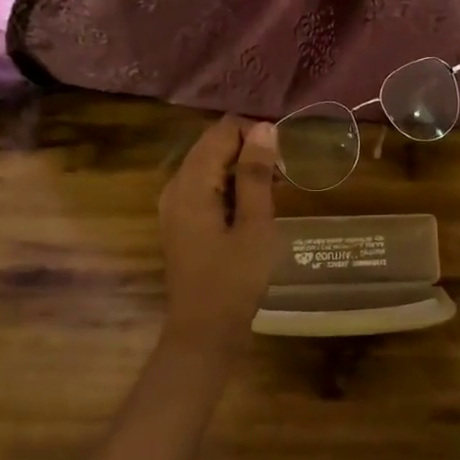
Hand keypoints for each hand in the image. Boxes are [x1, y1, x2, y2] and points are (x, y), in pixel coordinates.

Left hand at [159, 114, 277, 351]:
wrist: (204, 331)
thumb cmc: (234, 279)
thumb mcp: (254, 224)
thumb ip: (256, 173)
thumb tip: (263, 128)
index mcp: (191, 183)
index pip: (221, 131)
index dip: (254, 133)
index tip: (284, 156)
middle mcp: (176, 186)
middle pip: (212, 145)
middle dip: (249, 150)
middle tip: (283, 174)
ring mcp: (174, 205)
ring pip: (210, 166)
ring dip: (242, 169)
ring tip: (276, 189)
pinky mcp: (181, 222)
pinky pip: (205, 188)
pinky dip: (230, 187)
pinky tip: (254, 207)